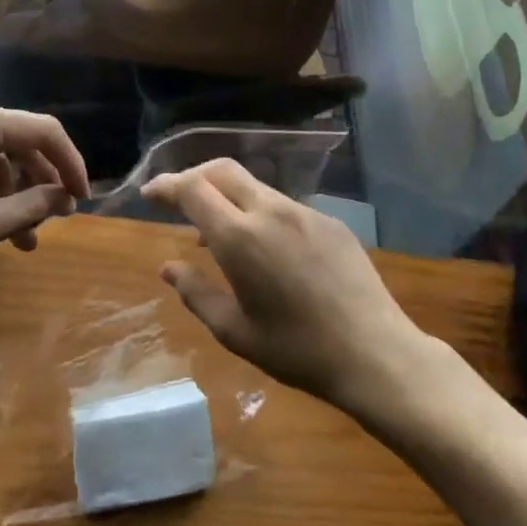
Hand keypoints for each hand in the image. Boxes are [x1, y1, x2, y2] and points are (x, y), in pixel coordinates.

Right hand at [143, 159, 427, 407]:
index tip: (150, 194)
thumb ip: (196, 293)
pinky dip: (257, 212)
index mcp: (240, 238)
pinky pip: (282, 205)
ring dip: (226, 196)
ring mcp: (304, 212)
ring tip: (216, 234)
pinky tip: (263, 247)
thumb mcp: (236, 332)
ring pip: (253, 186)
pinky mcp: (329, 222)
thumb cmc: (298, 350)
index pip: (193, 189)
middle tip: (177, 201)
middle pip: (222, 170)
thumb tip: (168, 267)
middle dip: (193, 177)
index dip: (166, 185)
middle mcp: (270, 212)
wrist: (376, 354)